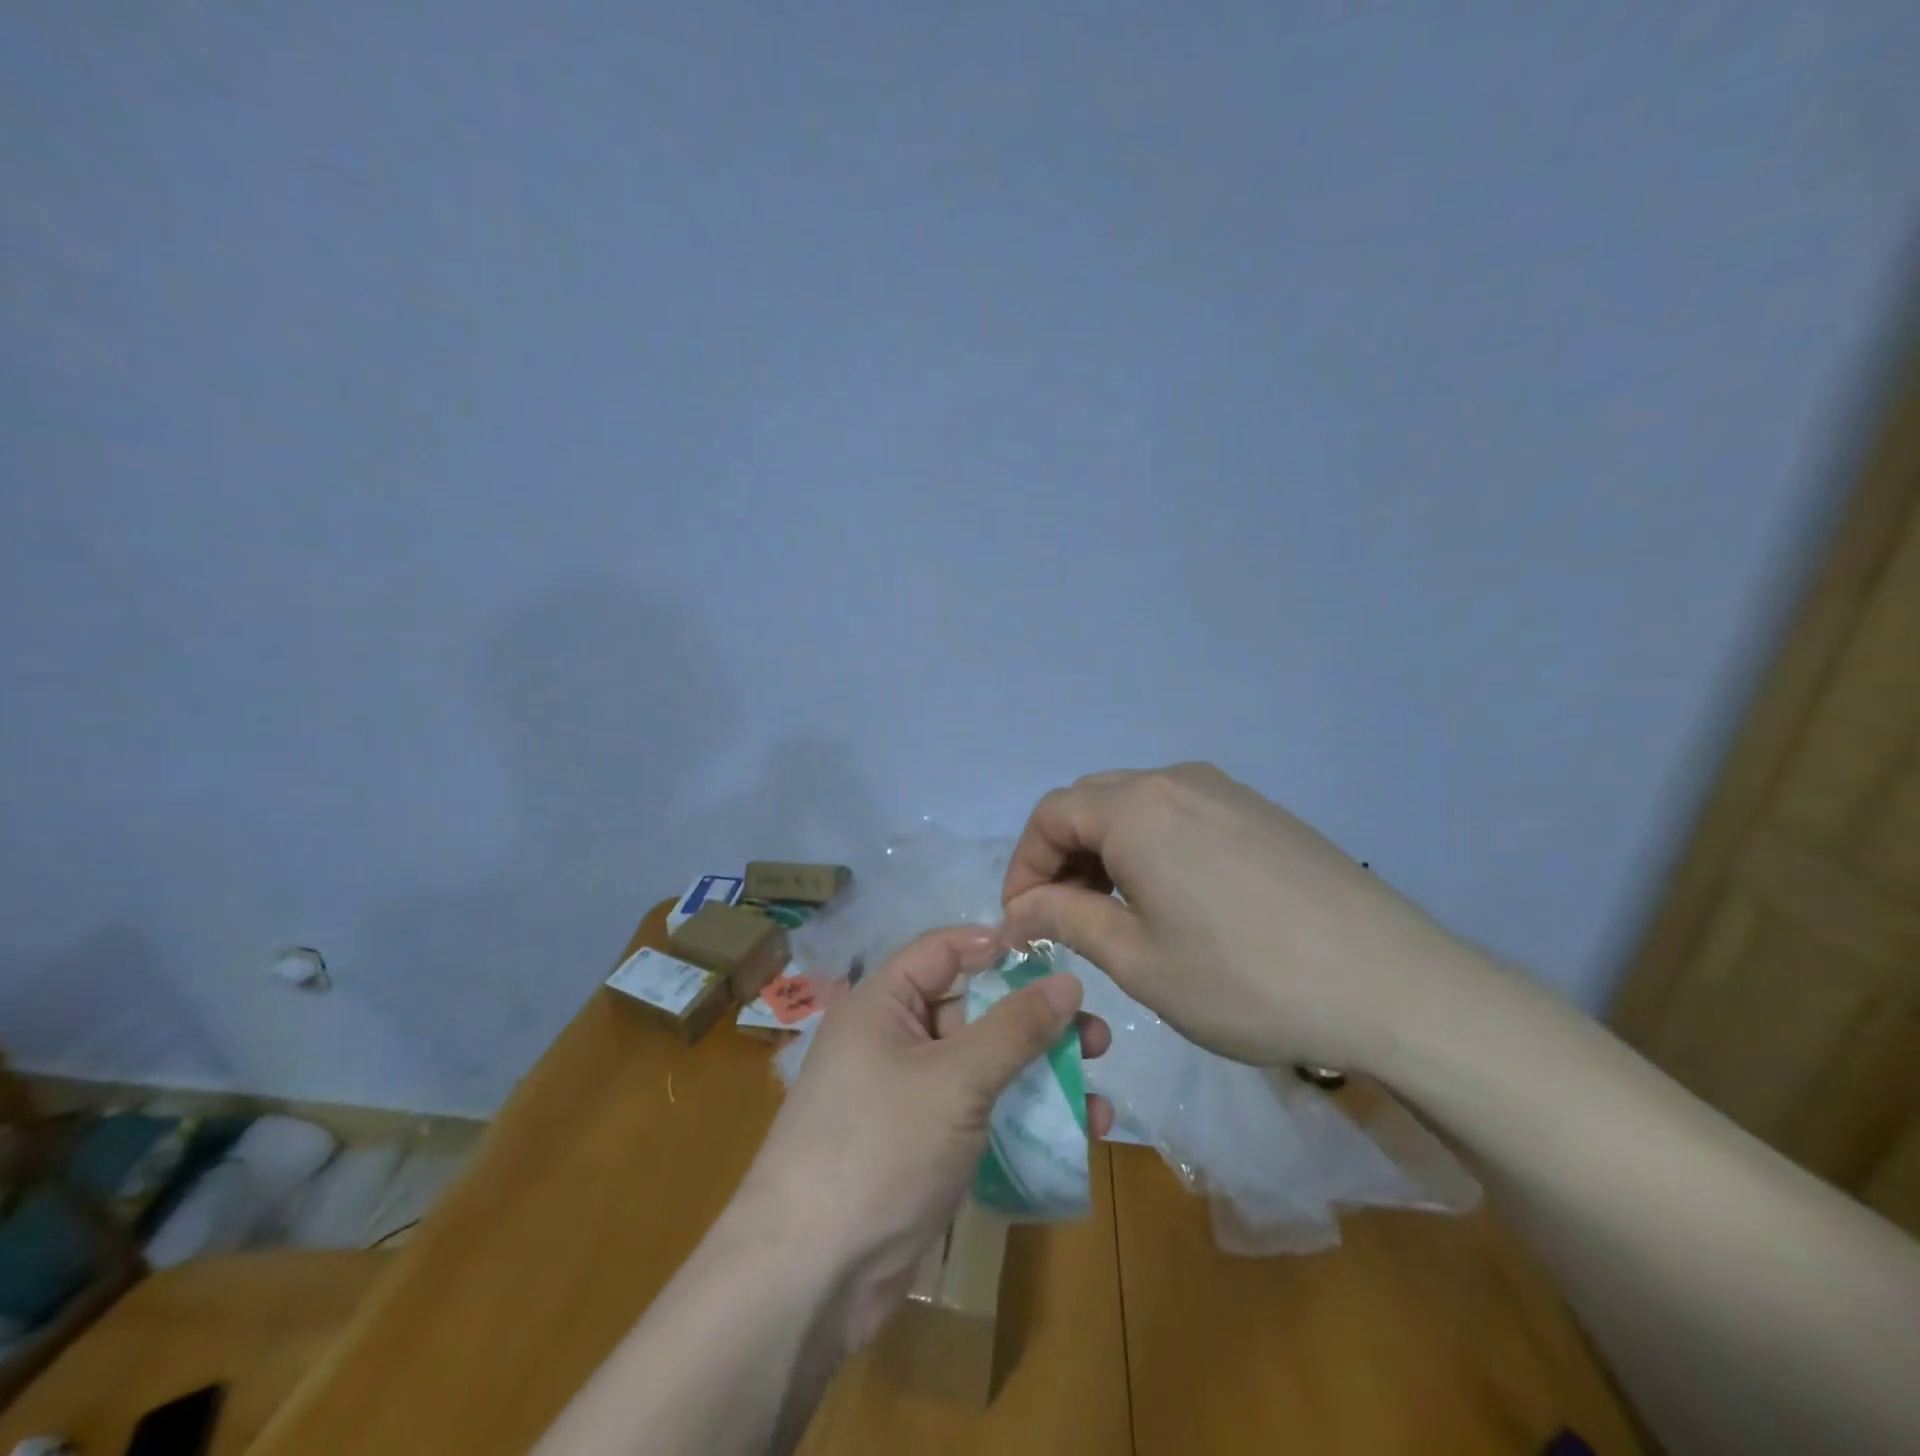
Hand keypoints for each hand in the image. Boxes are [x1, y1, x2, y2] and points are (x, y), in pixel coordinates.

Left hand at [735, 926, 1111, 1354]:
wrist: (810, 1279)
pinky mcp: (924, 1145)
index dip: (999, 948)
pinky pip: (981, 1112)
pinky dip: (1023, 1115)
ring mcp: (908, 1096)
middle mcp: (893, 1040)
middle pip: (972, 1009)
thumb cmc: (880, 1148)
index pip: (945, 951)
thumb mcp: (954, 1080)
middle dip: (1034, 1020)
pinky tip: (1080, 1131)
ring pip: (983, 1065)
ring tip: (1099, 1082)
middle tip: (1095, 1036)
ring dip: (1040, 1071)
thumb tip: (1068, 980)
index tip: (1059, 959)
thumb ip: (1015, 1028)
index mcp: (883, 1004)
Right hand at [1001, 763, 1492, 1074]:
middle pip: (1091, 802)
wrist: (1391, 984)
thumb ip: (1067, 920)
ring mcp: (1224, 791)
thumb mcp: (1139, 960)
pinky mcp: (1260, 811)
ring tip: (1114, 912)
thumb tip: (1020, 908)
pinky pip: (1181, 814)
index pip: (1050, 816)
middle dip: (1062, 855)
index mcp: (1136, 809)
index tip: (1022, 919)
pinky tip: (1173, 899)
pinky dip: (1151, 846)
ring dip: (1106, 850)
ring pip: (1137, 806)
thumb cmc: (1245, 979)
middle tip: (1063, 917)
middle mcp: (1175, 781)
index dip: (1024, 865)